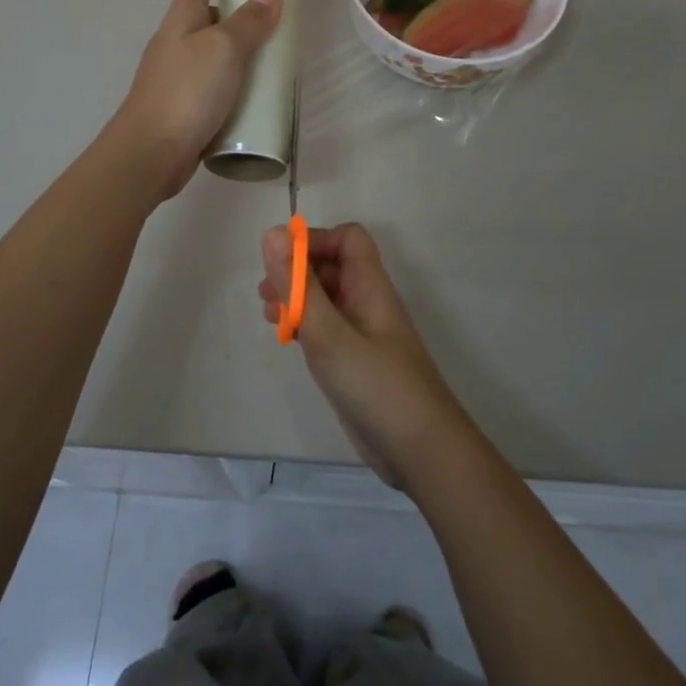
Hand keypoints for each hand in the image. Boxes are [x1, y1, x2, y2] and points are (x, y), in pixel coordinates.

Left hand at [112, 0, 281, 198]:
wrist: (150, 153)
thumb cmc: (187, 92)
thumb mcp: (224, 50)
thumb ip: (248, 22)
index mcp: (180, 22)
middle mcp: (173, 44)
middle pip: (200, 16)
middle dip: (229, 9)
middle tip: (264, 13)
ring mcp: (174, 78)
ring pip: (206, 53)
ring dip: (232, 49)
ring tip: (265, 54)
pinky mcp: (180, 108)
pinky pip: (209, 84)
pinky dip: (229, 81)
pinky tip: (248, 95)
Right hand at [258, 222, 471, 489]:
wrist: (420, 451)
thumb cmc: (375, 385)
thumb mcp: (328, 333)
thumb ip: (299, 286)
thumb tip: (272, 234)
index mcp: (370, 286)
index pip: (347, 239)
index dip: (314, 240)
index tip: (281, 261)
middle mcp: (368, 303)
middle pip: (333, 266)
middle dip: (298, 270)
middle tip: (265, 292)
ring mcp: (363, 334)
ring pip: (327, 298)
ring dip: (297, 298)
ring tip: (269, 315)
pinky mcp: (355, 362)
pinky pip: (327, 328)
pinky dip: (305, 325)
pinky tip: (288, 340)